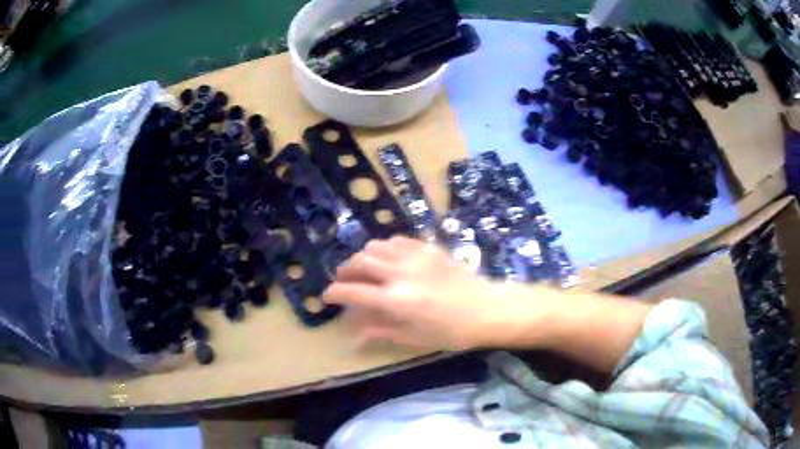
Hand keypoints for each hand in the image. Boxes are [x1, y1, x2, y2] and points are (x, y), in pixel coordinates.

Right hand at [323, 237, 524, 349]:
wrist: (487, 308)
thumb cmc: (452, 331)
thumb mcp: (415, 338)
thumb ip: (382, 331)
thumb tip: (355, 336)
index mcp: (396, 300)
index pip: (352, 291)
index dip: (334, 293)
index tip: (327, 297)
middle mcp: (400, 273)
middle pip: (359, 263)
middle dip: (344, 272)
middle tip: (343, 282)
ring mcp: (415, 257)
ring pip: (375, 247)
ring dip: (362, 258)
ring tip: (362, 270)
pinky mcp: (428, 248)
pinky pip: (396, 241)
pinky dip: (384, 249)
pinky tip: (387, 260)